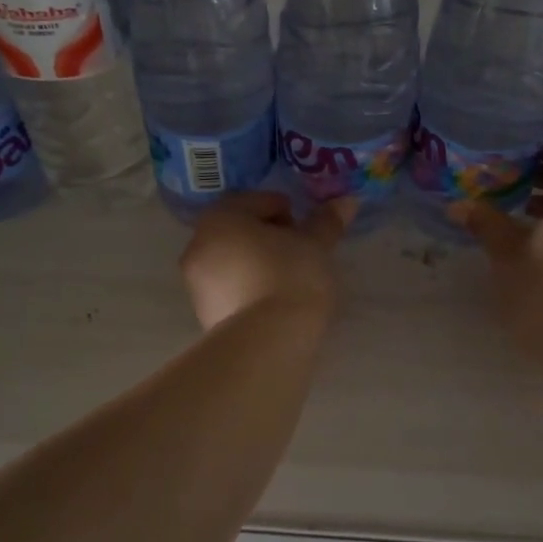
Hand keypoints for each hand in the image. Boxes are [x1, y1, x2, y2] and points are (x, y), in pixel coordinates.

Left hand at [179, 192, 355, 330]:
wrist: (268, 341)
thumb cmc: (290, 277)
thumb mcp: (316, 246)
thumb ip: (327, 221)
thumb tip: (347, 201)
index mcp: (221, 218)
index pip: (257, 201)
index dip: (287, 212)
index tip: (306, 233)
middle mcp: (198, 244)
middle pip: (240, 230)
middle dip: (269, 237)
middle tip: (299, 253)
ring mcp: (195, 282)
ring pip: (233, 260)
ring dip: (257, 263)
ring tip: (289, 280)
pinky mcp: (203, 313)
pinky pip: (229, 289)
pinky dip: (248, 288)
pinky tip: (273, 302)